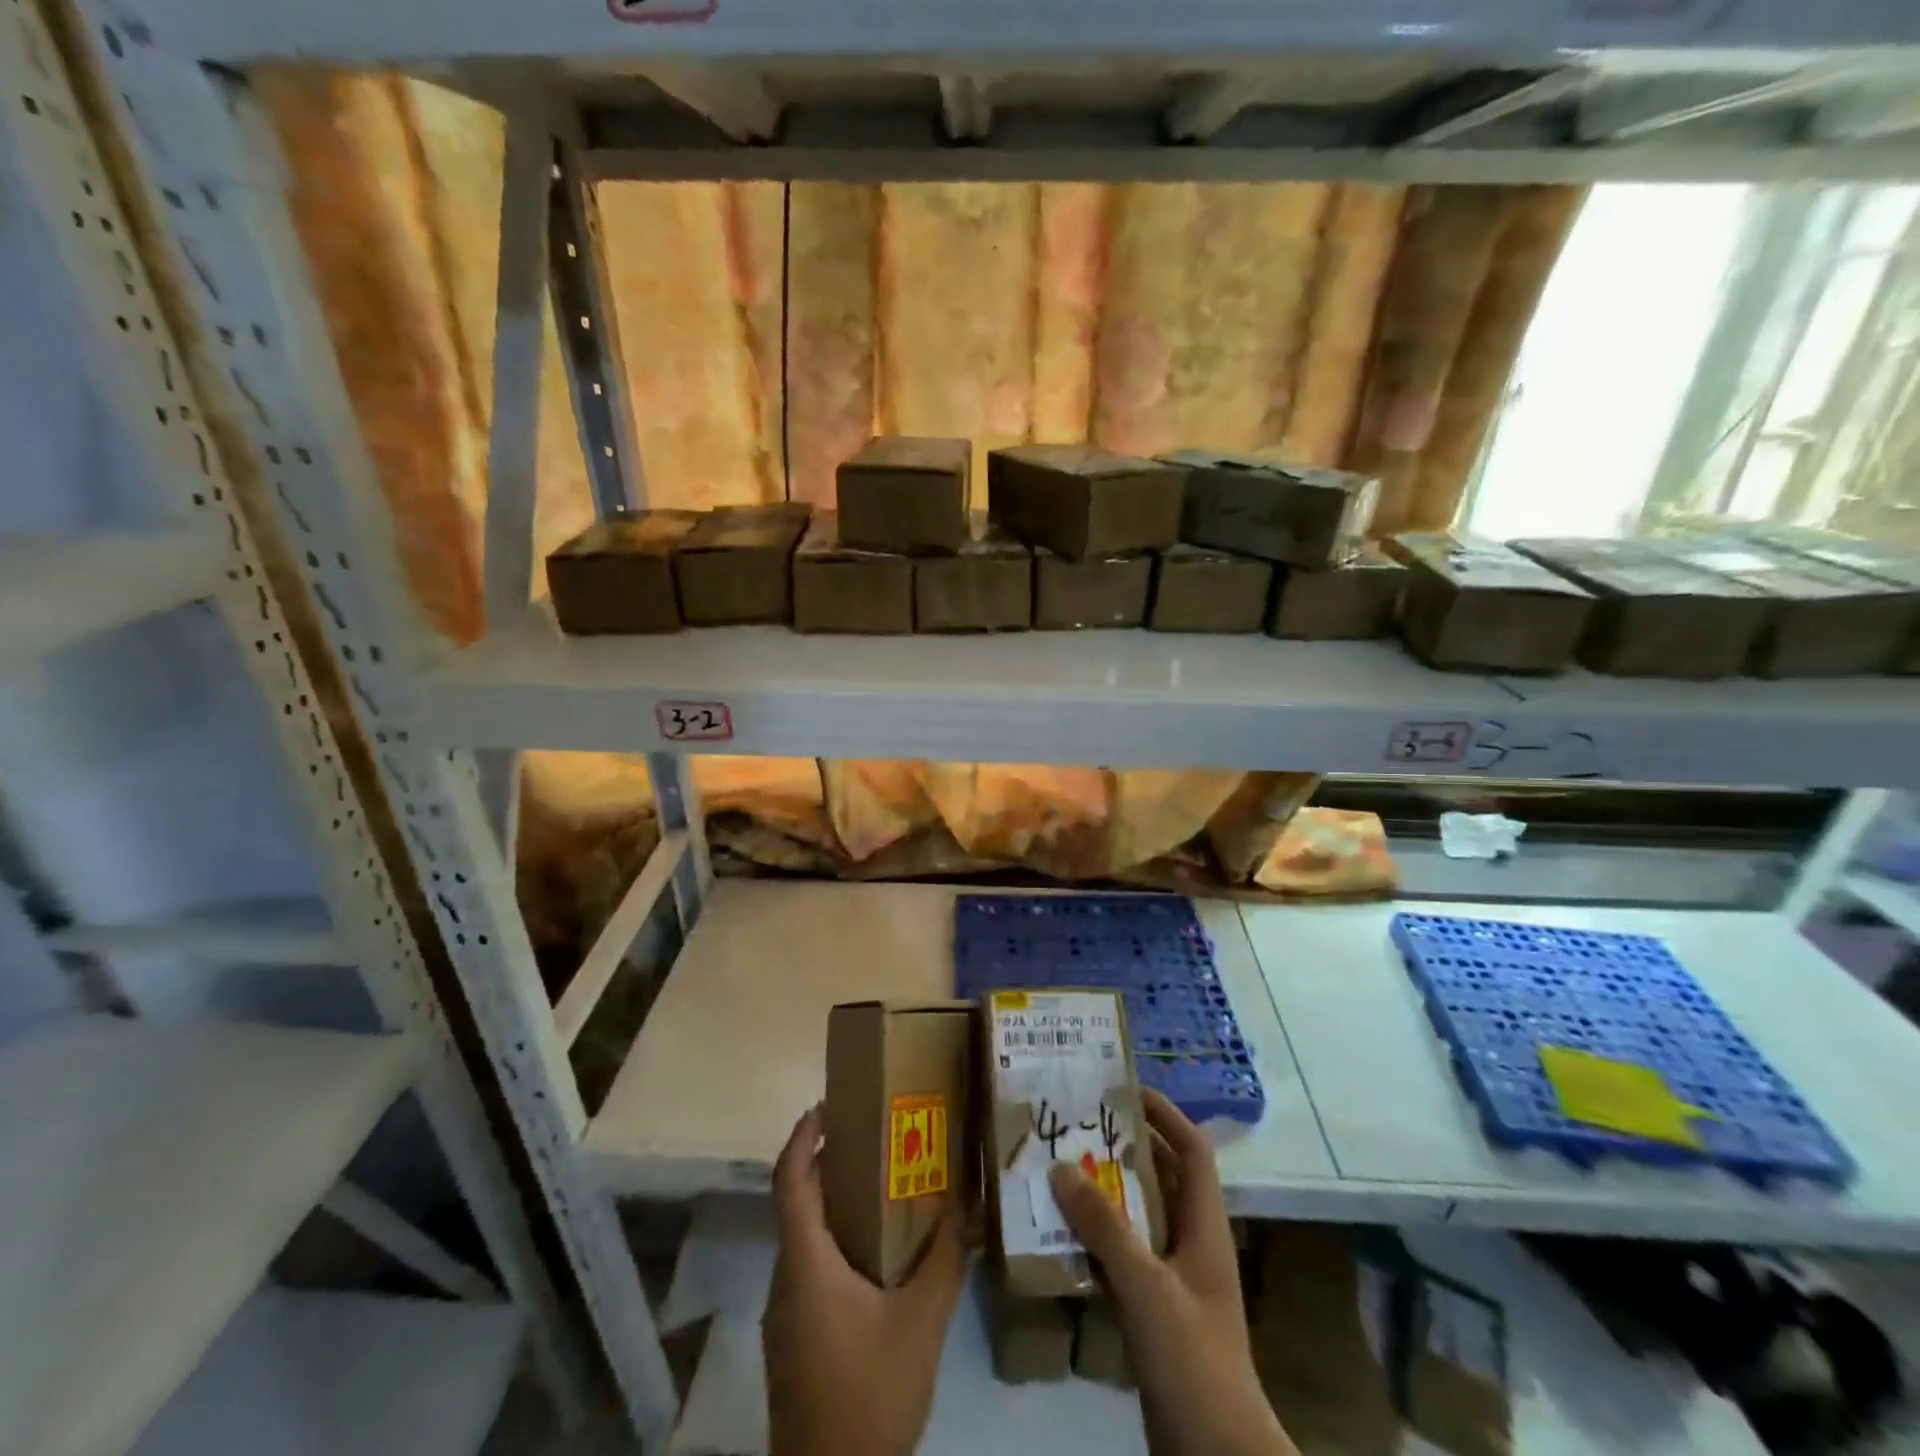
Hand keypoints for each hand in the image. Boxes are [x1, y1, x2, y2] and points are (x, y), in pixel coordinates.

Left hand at [763, 1106, 966, 1455]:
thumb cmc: (869, 1394)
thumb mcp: (922, 1323)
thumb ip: (946, 1259)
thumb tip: (968, 1204)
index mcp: (806, 1263)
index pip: (789, 1180)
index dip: (803, 1135)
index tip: (828, 1104)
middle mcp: (786, 1279)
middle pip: (797, 1203)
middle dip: (828, 1163)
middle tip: (874, 1137)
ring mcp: (785, 1313)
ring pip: (804, 1238)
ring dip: (834, 1205)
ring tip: (882, 1187)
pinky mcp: (794, 1340)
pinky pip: (809, 1268)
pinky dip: (835, 1242)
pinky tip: (875, 1255)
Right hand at [1049, 1089, 1298, 1455]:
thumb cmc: (1193, 1359)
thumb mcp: (1147, 1287)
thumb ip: (1105, 1227)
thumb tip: (1060, 1167)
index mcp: (1205, 1227)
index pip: (1193, 1150)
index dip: (1166, 1115)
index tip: (1125, 1089)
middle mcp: (1192, 1243)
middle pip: (1161, 1177)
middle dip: (1123, 1147)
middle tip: (1078, 1125)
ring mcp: (1175, 1279)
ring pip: (1138, 1216)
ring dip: (1104, 1194)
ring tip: (1059, 1169)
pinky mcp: (1156, 1312)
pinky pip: (1123, 1257)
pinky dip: (1096, 1240)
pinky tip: (1060, 1235)